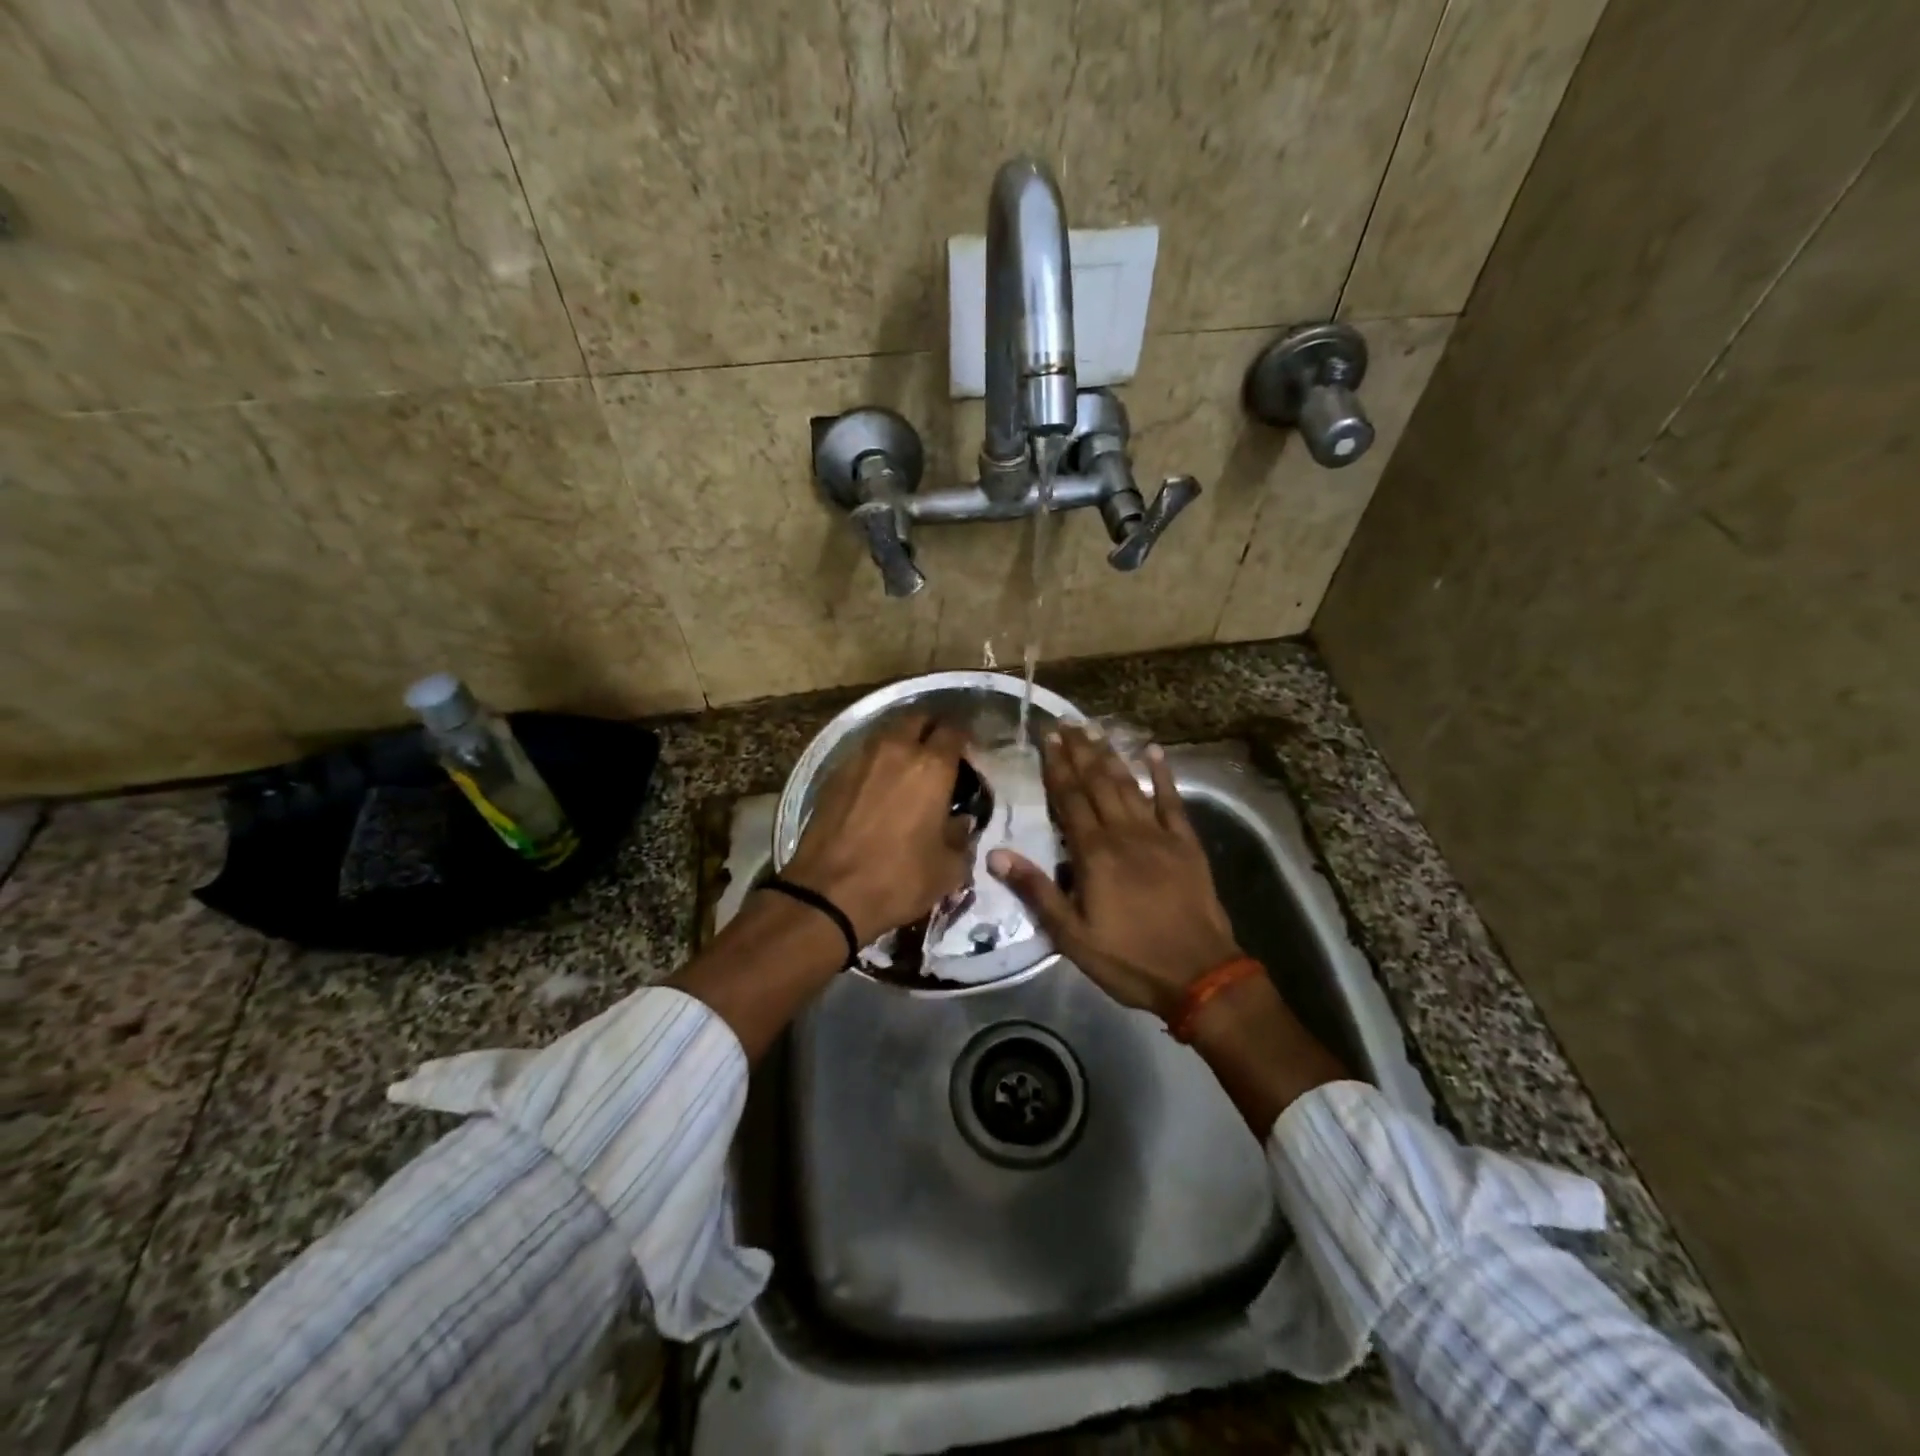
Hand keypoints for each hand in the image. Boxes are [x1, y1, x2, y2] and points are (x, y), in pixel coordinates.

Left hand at [783, 713, 974, 944]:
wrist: (827, 894)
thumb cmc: (898, 879)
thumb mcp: (948, 869)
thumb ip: (961, 838)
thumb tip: (961, 822)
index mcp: (932, 767)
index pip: (954, 730)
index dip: (964, 736)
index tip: (968, 751)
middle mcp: (896, 750)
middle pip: (917, 719)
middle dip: (930, 728)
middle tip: (938, 751)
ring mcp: (860, 759)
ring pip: (887, 733)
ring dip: (901, 741)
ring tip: (908, 766)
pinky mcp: (833, 775)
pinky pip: (863, 754)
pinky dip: (876, 761)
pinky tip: (879, 784)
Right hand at [988, 727, 1240, 1021]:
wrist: (1199, 975)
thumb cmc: (1128, 959)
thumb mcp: (1072, 935)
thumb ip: (1036, 890)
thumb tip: (996, 853)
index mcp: (1094, 853)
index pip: (1070, 799)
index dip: (1057, 767)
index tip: (1048, 737)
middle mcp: (1125, 833)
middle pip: (1098, 783)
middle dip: (1080, 752)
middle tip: (1067, 723)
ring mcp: (1158, 835)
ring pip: (1129, 785)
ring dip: (1110, 756)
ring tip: (1095, 731)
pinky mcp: (1186, 844)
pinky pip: (1172, 801)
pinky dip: (1163, 774)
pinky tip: (1154, 751)